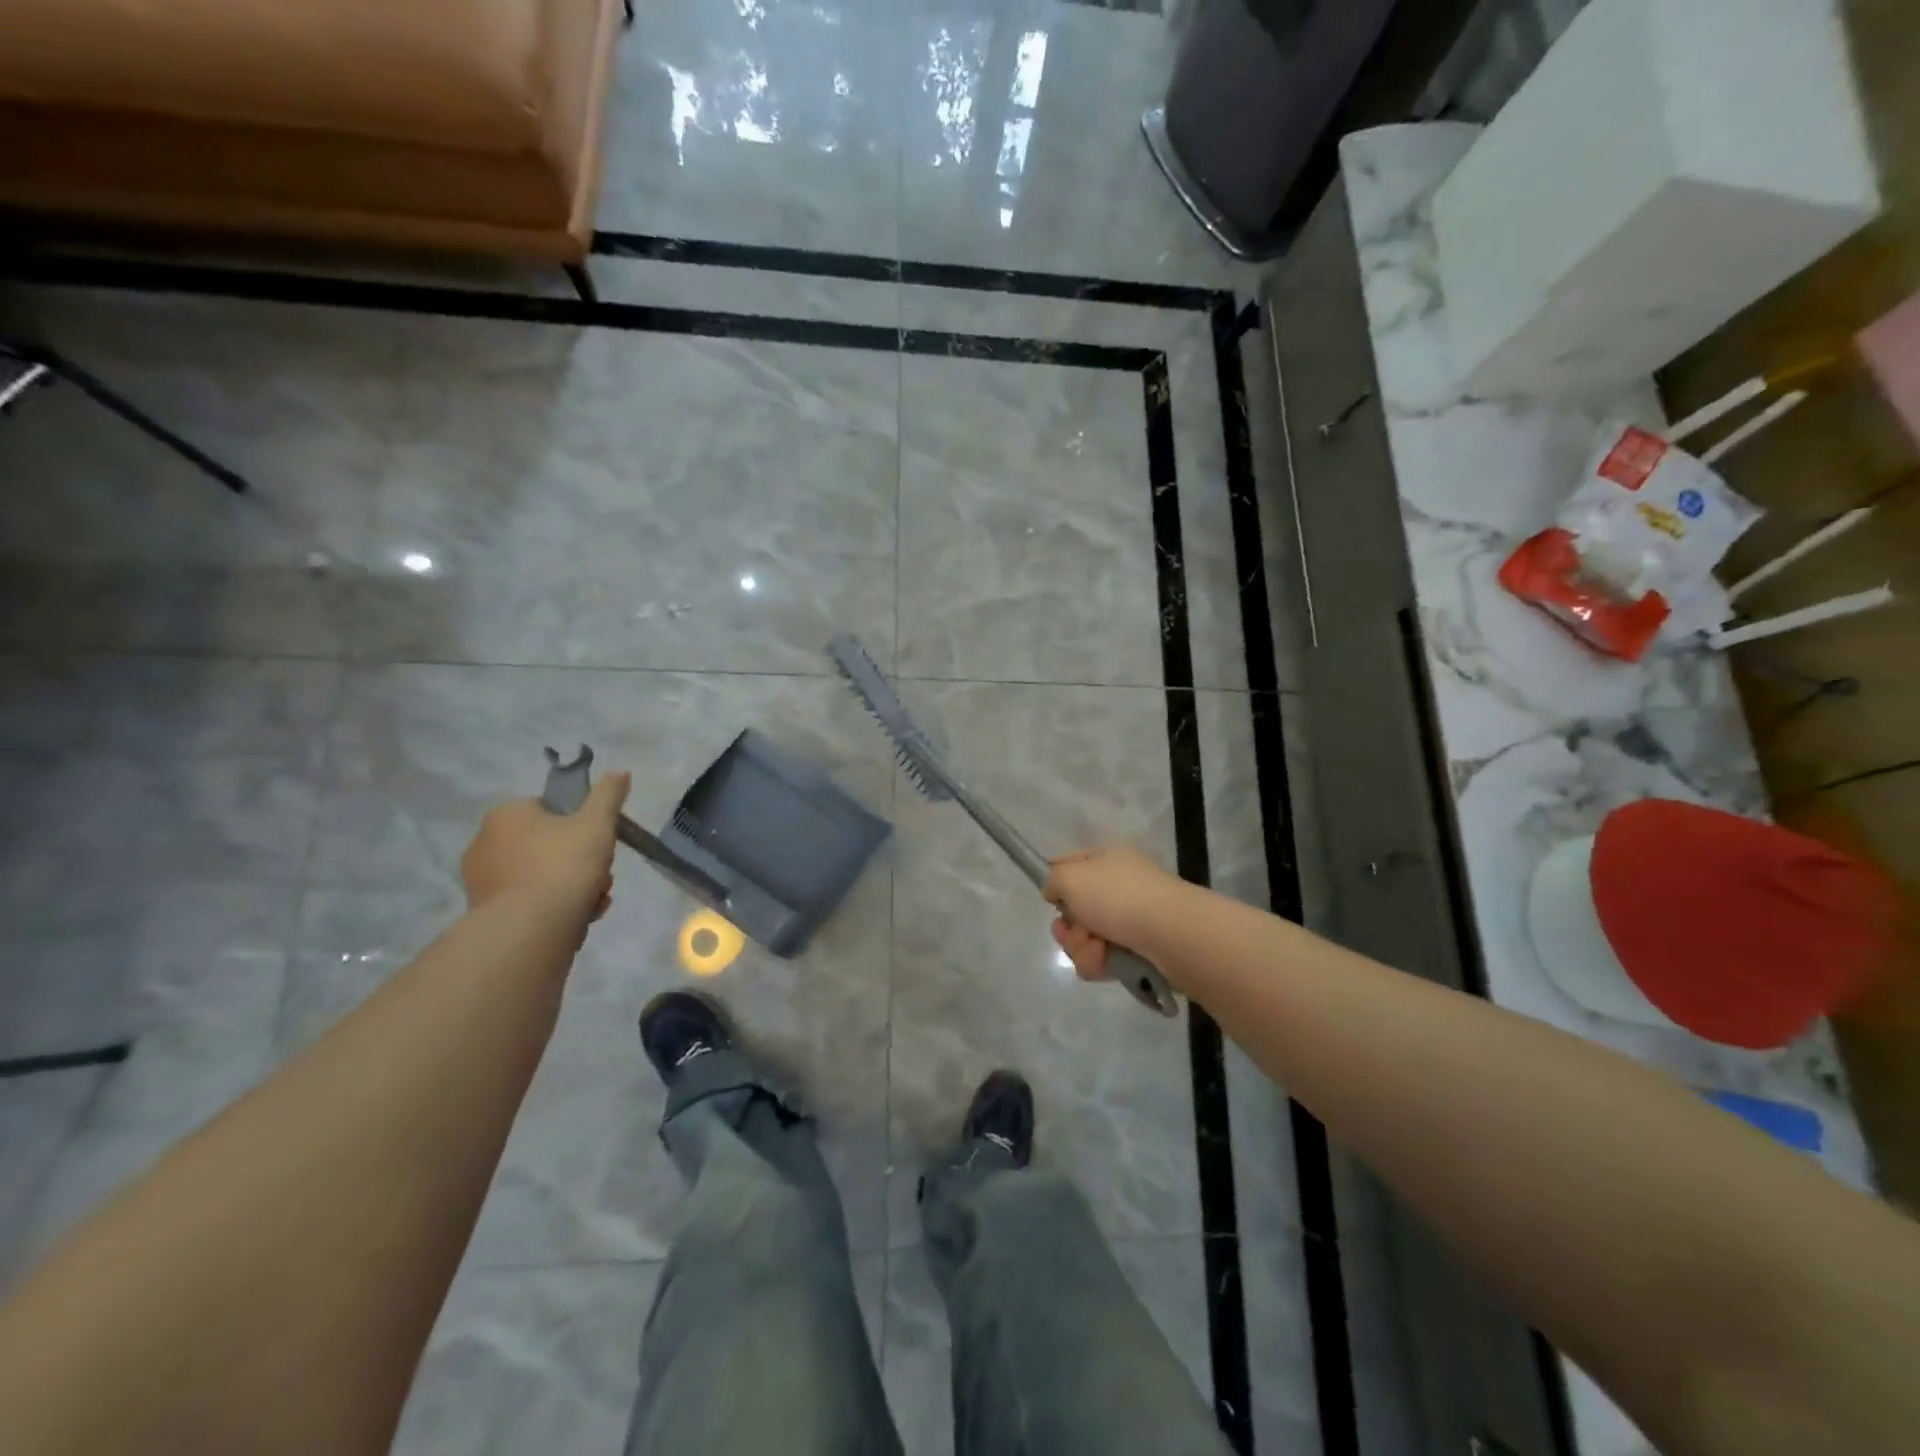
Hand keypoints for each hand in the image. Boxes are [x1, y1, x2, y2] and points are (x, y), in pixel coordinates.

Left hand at [460, 774, 630, 920]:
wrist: (530, 930)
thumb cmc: (563, 865)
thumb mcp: (597, 823)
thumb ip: (609, 795)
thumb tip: (620, 772)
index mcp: (507, 814)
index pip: (548, 808)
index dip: (579, 824)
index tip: (598, 842)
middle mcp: (485, 842)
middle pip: (549, 844)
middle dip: (581, 861)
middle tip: (601, 875)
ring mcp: (483, 880)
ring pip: (543, 874)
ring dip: (573, 886)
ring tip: (593, 902)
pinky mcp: (486, 913)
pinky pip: (530, 901)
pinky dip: (554, 907)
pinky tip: (576, 919)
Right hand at [1044, 845, 1186, 982]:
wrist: (1170, 934)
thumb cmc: (1117, 896)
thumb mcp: (1070, 877)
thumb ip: (1053, 881)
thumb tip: (1056, 893)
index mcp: (1106, 859)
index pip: (1069, 864)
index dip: (1056, 882)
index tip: (1051, 899)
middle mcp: (1118, 886)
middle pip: (1074, 909)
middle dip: (1068, 926)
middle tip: (1074, 931)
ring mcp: (1130, 919)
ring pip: (1086, 938)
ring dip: (1082, 948)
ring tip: (1097, 950)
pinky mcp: (1138, 950)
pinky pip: (1103, 959)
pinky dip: (1099, 963)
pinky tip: (1106, 964)